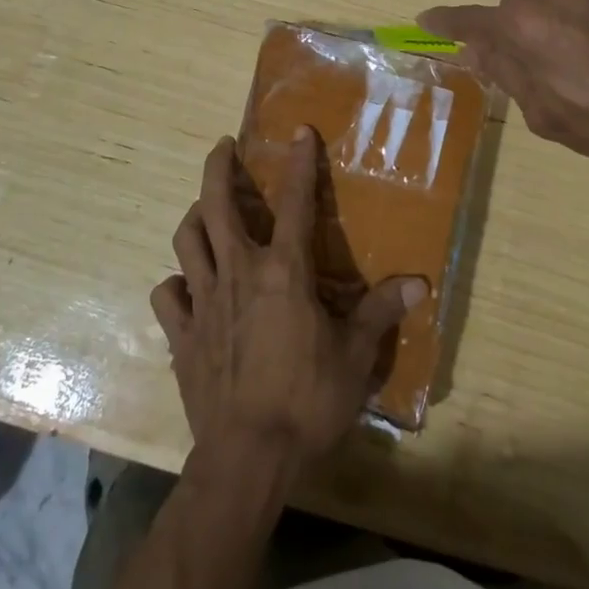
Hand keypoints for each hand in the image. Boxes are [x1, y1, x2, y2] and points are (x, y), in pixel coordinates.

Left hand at [151, 132, 427, 466]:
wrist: (248, 456)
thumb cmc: (307, 401)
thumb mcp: (355, 356)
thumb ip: (381, 312)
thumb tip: (420, 283)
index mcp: (283, 272)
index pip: (295, 202)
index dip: (299, 163)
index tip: (299, 132)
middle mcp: (238, 272)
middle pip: (217, 205)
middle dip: (218, 168)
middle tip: (223, 147)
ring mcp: (204, 301)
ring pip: (187, 240)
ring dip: (195, 217)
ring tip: (205, 209)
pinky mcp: (182, 334)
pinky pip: (168, 296)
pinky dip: (175, 283)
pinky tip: (185, 286)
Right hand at [420, 0, 588, 194]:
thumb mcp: (548, 115)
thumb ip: (508, 76)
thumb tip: (477, 51)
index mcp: (526, 25)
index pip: (472, 20)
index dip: (446, 23)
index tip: (425, 21)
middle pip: (514, 10)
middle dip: (513, 35)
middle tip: (530, 72)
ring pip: (553, 5)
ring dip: (551, 29)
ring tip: (580, 70)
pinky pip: (588, 5)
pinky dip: (584, 25)